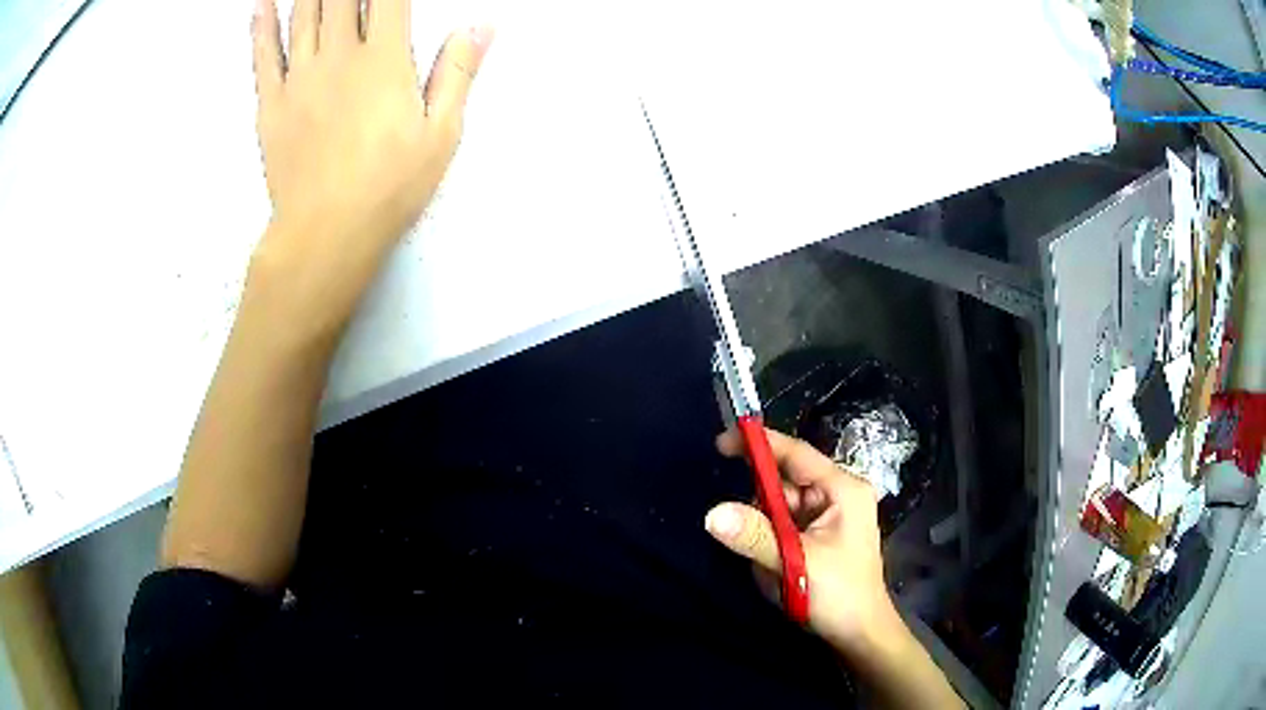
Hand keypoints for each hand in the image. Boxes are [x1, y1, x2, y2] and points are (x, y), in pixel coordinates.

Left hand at [249, 0, 491, 328]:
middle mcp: (339, 56)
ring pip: (303, 13)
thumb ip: (457, 72)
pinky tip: (262, 3)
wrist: (325, 234)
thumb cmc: (389, 187)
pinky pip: (263, 54)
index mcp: (384, 60)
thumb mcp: (441, 134)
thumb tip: (482, 24)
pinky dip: (261, 25)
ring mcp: (299, 77)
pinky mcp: (271, 103)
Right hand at [706, 427, 899, 654]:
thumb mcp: (796, 563)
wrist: (859, 634)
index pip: (796, 453)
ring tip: (774, 566)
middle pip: (784, 483)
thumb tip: (712, 513)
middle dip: (761, 508)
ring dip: (765, 533)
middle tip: (751, 538)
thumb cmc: (839, 594)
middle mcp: (836, 495)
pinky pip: (782, 528)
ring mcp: (827, 516)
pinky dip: (771, 544)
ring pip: (779, 508)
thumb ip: (755, 536)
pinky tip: (778, 569)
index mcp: (842, 489)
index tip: (721, 442)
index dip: (759, 444)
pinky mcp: (817, 536)